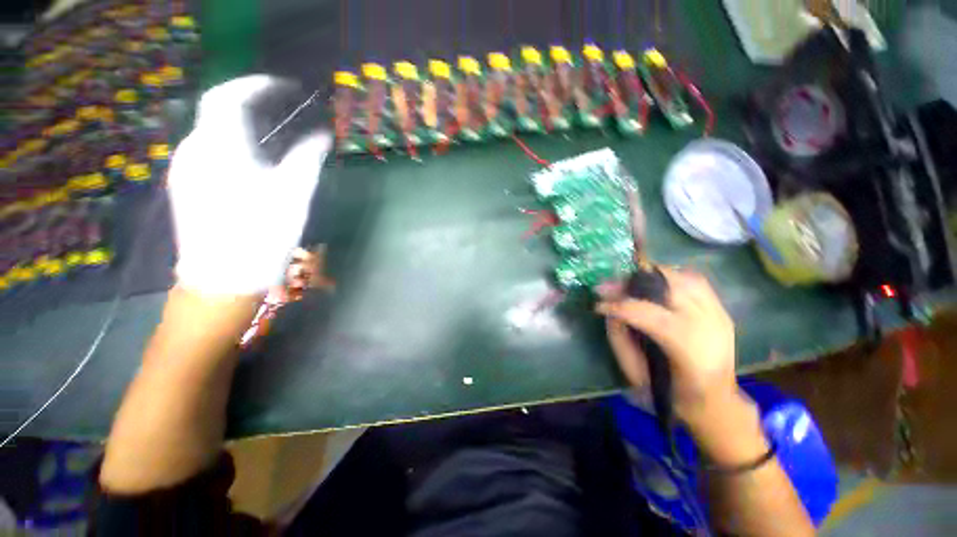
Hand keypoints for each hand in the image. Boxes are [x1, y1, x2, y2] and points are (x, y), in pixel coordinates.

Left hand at [168, 75, 331, 295]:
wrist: (223, 279)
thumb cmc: (262, 234)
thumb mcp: (294, 194)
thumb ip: (307, 158)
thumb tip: (322, 135)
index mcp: (220, 148)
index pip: (228, 97)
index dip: (254, 85)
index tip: (282, 87)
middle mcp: (193, 150)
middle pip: (217, 112)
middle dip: (249, 103)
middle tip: (280, 109)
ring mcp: (184, 169)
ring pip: (210, 132)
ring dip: (239, 125)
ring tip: (270, 134)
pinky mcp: (184, 185)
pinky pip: (206, 151)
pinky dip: (229, 143)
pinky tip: (249, 161)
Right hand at [597, 267, 740, 428]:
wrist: (716, 403)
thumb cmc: (671, 393)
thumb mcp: (636, 373)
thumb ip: (620, 337)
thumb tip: (610, 310)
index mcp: (689, 350)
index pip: (650, 315)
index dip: (620, 306)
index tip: (597, 305)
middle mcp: (710, 326)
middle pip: (669, 288)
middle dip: (632, 283)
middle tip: (608, 287)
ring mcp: (719, 314)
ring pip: (682, 278)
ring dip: (650, 276)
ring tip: (628, 283)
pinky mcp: (721, 310)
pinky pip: (694, 280)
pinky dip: (670, 277)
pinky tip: (654, 284)